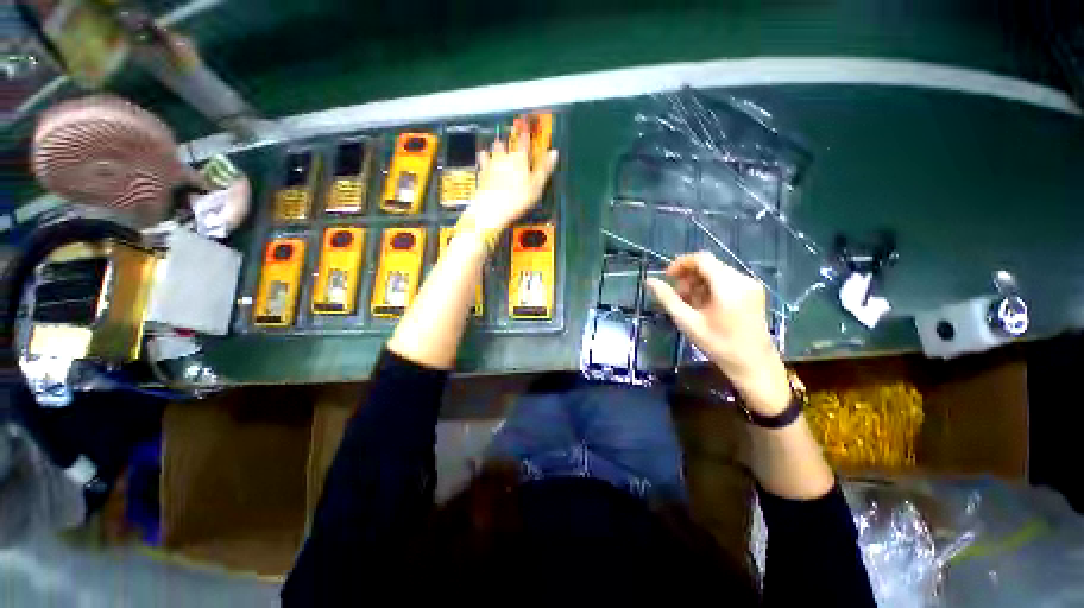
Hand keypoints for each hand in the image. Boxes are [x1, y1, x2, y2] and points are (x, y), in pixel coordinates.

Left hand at [461, 128, 558, 233]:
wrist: (491, 208)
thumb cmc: (517, 198)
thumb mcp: (536, 186)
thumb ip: (544, 168)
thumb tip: (554, 153)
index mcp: (520, 158)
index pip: (525, 141)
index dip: (527, 134)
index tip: (527, 128)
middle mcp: (505, 157)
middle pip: (507, 143)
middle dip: (510, 139)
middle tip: (511, 133)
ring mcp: (491, 164)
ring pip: (494, 150)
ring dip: (497, 146)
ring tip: (498, 143)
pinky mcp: (482, 173)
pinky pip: (482, 161)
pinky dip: (484, 157)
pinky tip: (483, 156)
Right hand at [645, 252, 790, 415]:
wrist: (755, 365)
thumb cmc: (719, 345)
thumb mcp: (688, 322)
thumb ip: (668, 299)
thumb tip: (650, 281)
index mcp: (728, 286)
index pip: (702, 259)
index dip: (681, 264)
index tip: (668, 277)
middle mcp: (743, 279)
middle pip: (710, 265)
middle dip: (689, 276)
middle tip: (678, 296)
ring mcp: (751, 285)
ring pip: (717, 272)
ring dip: (699, 283)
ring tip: (690, 304)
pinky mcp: (754, 292)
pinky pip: (727, 281)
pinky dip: (711, 288)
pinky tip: (705, 306)